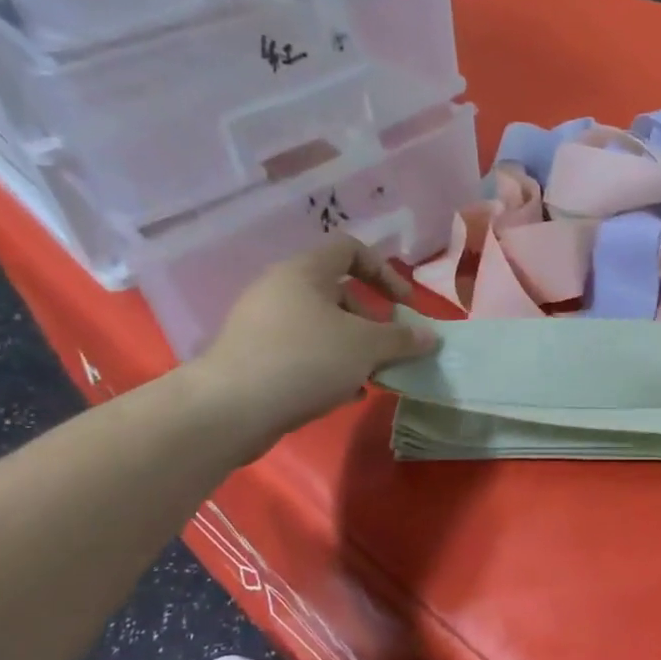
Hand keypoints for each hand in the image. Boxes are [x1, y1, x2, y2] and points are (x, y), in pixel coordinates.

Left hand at [187, 239, 436, 455]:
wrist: (230, 409)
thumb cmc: (306, 360)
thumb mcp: (366, 346)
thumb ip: (402, 338)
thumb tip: (430, 336)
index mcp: (304, 272)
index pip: (351, 250)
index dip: (385, 272)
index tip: (405, 305)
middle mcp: (280, 290)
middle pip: (339, 294)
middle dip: (372, 322)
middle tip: (390, 349)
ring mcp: (263, 325)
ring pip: (323, 328)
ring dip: (354, 349)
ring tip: (372, 377)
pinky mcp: (255, 358)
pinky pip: (303, 353)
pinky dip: (328, 368)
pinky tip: (344, 395)